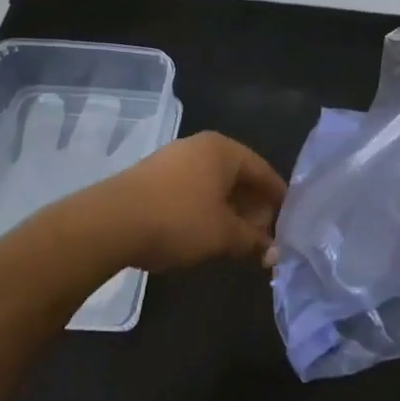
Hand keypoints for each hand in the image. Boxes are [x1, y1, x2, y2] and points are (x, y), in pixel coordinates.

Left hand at [80, 132, 286, 272]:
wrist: (110, 223)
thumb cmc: (178, 220)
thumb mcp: (223, 235)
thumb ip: (253, 241)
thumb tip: (274, 253)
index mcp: (224, 150)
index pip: (264, 171)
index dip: (278, 199)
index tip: (289, 223)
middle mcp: (200, 146)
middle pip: (239, 176)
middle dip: (253, 207)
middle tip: (262, 237)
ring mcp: (173, 159)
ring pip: (213, 184)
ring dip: (228, 211)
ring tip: (235, 240)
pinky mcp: (152, 176)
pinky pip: (191, 190)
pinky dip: (205, 209)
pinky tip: (204, 233)